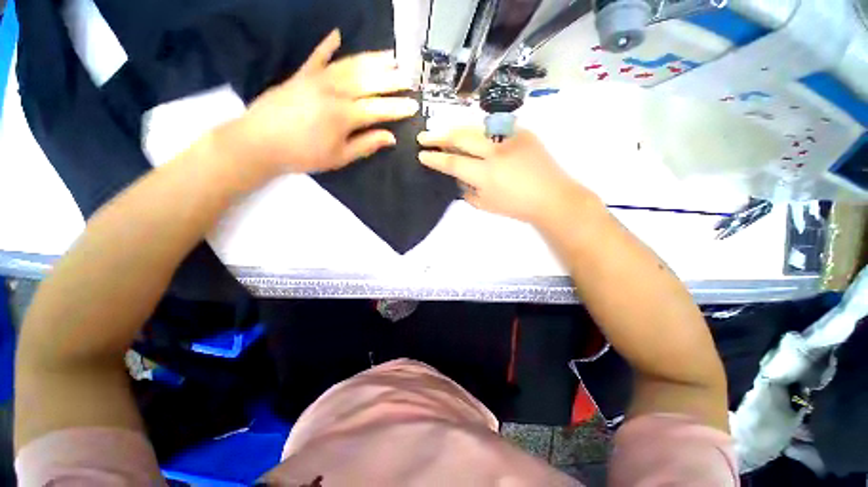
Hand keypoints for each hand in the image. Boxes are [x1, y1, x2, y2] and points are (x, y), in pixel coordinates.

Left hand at [219, 30, 418, 176]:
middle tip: (410, 76)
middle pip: (369, 82)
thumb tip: (390, 138)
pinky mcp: (301, 74)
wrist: (259, 142)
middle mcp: (334, 91)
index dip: (398, 108)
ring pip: (351, 65)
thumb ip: (366, 145)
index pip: (379, 109)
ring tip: (391, 56)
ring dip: (373, 60)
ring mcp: (317, 78)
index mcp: (345, 115)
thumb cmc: (303, 155)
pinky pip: (317, 56)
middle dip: (392, 80)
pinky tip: (337, 34)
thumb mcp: (339, 157)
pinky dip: (328, 45)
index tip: (414, 106)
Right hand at [418, 127, 597, 225]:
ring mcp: (510, 138)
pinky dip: (478, 131)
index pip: (453, 162)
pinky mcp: (522, 131)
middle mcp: (495, 152)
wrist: (552, 196)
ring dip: (455, 130)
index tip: (422, 154)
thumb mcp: (485, 205)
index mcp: (486, 174)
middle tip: (424, 137)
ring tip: (443, 134)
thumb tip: (457, 176)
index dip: (435, 158)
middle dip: (438, 136)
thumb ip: (466, 190)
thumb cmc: (517, 206)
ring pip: (475, 127)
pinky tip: (472, 135)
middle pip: (460, 137)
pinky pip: (493, 128)